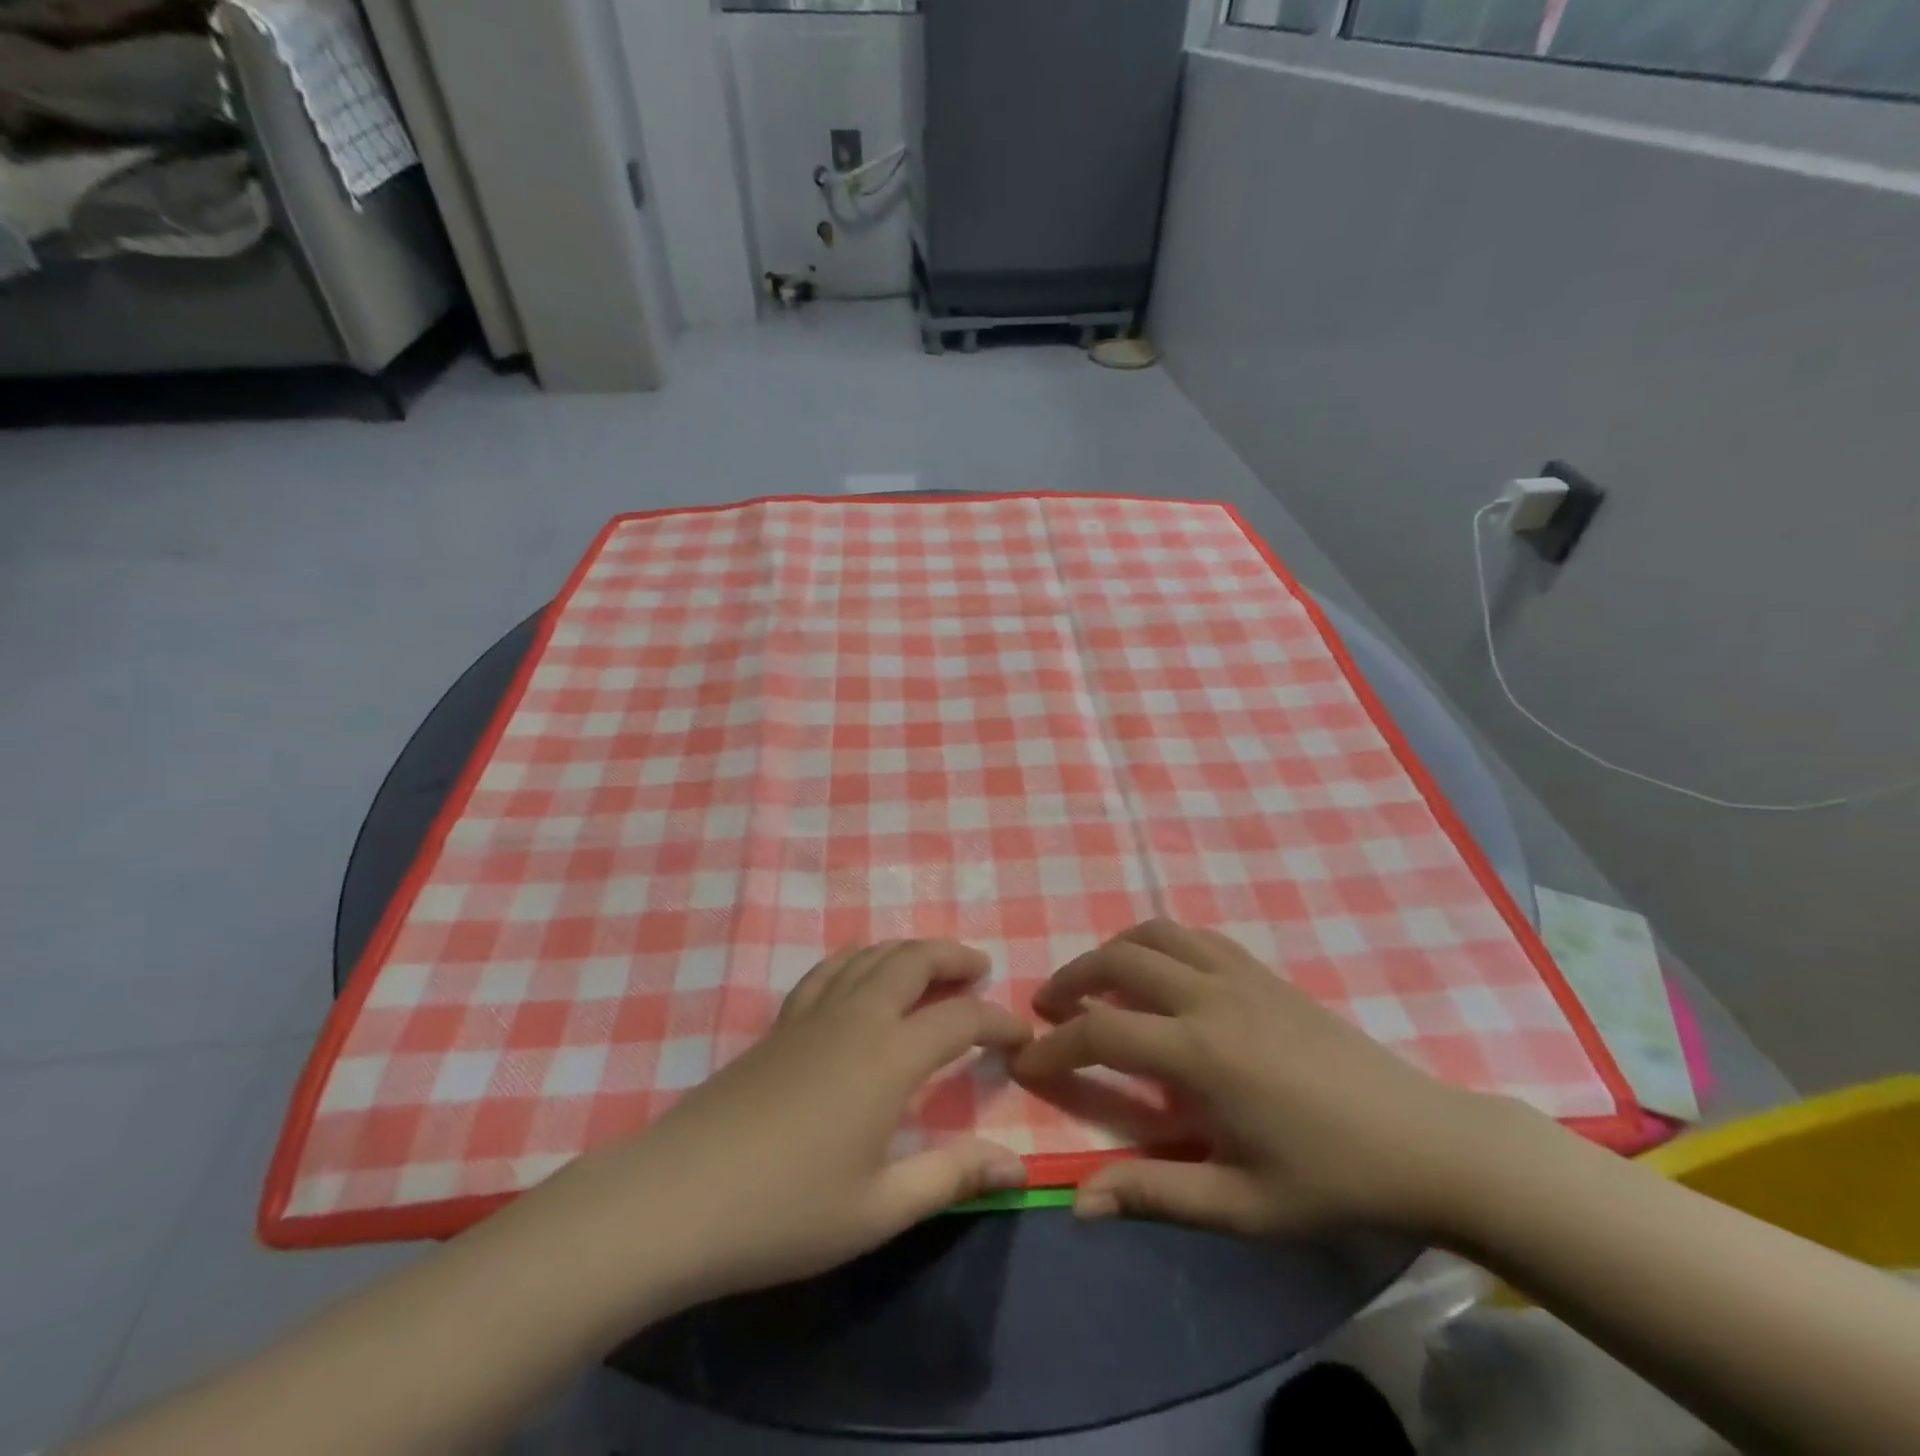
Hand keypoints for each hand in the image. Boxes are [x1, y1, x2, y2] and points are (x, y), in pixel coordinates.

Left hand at [578, 940, 1031, 1305]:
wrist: (676, 1199)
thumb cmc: (786, 1211)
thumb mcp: (879, 1208)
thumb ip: (951, 1177)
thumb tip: (1016, 1163)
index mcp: (888, 1057)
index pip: (960, 1018)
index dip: (998, 1020)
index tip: (1022, 1035)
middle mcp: (855, 1018)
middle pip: (912, 960)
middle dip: (952, 956)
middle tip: (979, 968)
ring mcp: (811, 1016)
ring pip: (869, 955)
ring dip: (907, 950)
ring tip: (930, 965)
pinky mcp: (779, 1025)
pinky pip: (829, 970)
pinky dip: (859, 959)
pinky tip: (860, 976)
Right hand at [1012, 919, 1517, 1238]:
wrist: (1426, 1141)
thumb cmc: (1332, 1180)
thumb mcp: (1243, 1205)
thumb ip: (1156, 1194)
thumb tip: (1079, 1202)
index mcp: (1201, 1054)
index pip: (1101, 1033)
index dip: (1054, 1046)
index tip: (1024, 1060)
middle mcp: (1211, 997)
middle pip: (1118, 961)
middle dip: (1071, 979)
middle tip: (1046, 1007)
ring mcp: (1240, 975)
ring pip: (1155, 934)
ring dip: (1112, 950)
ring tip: (1094, 981)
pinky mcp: (1264, 971)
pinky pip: (1195, 936)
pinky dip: (1158, 943)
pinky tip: (1158, 972)